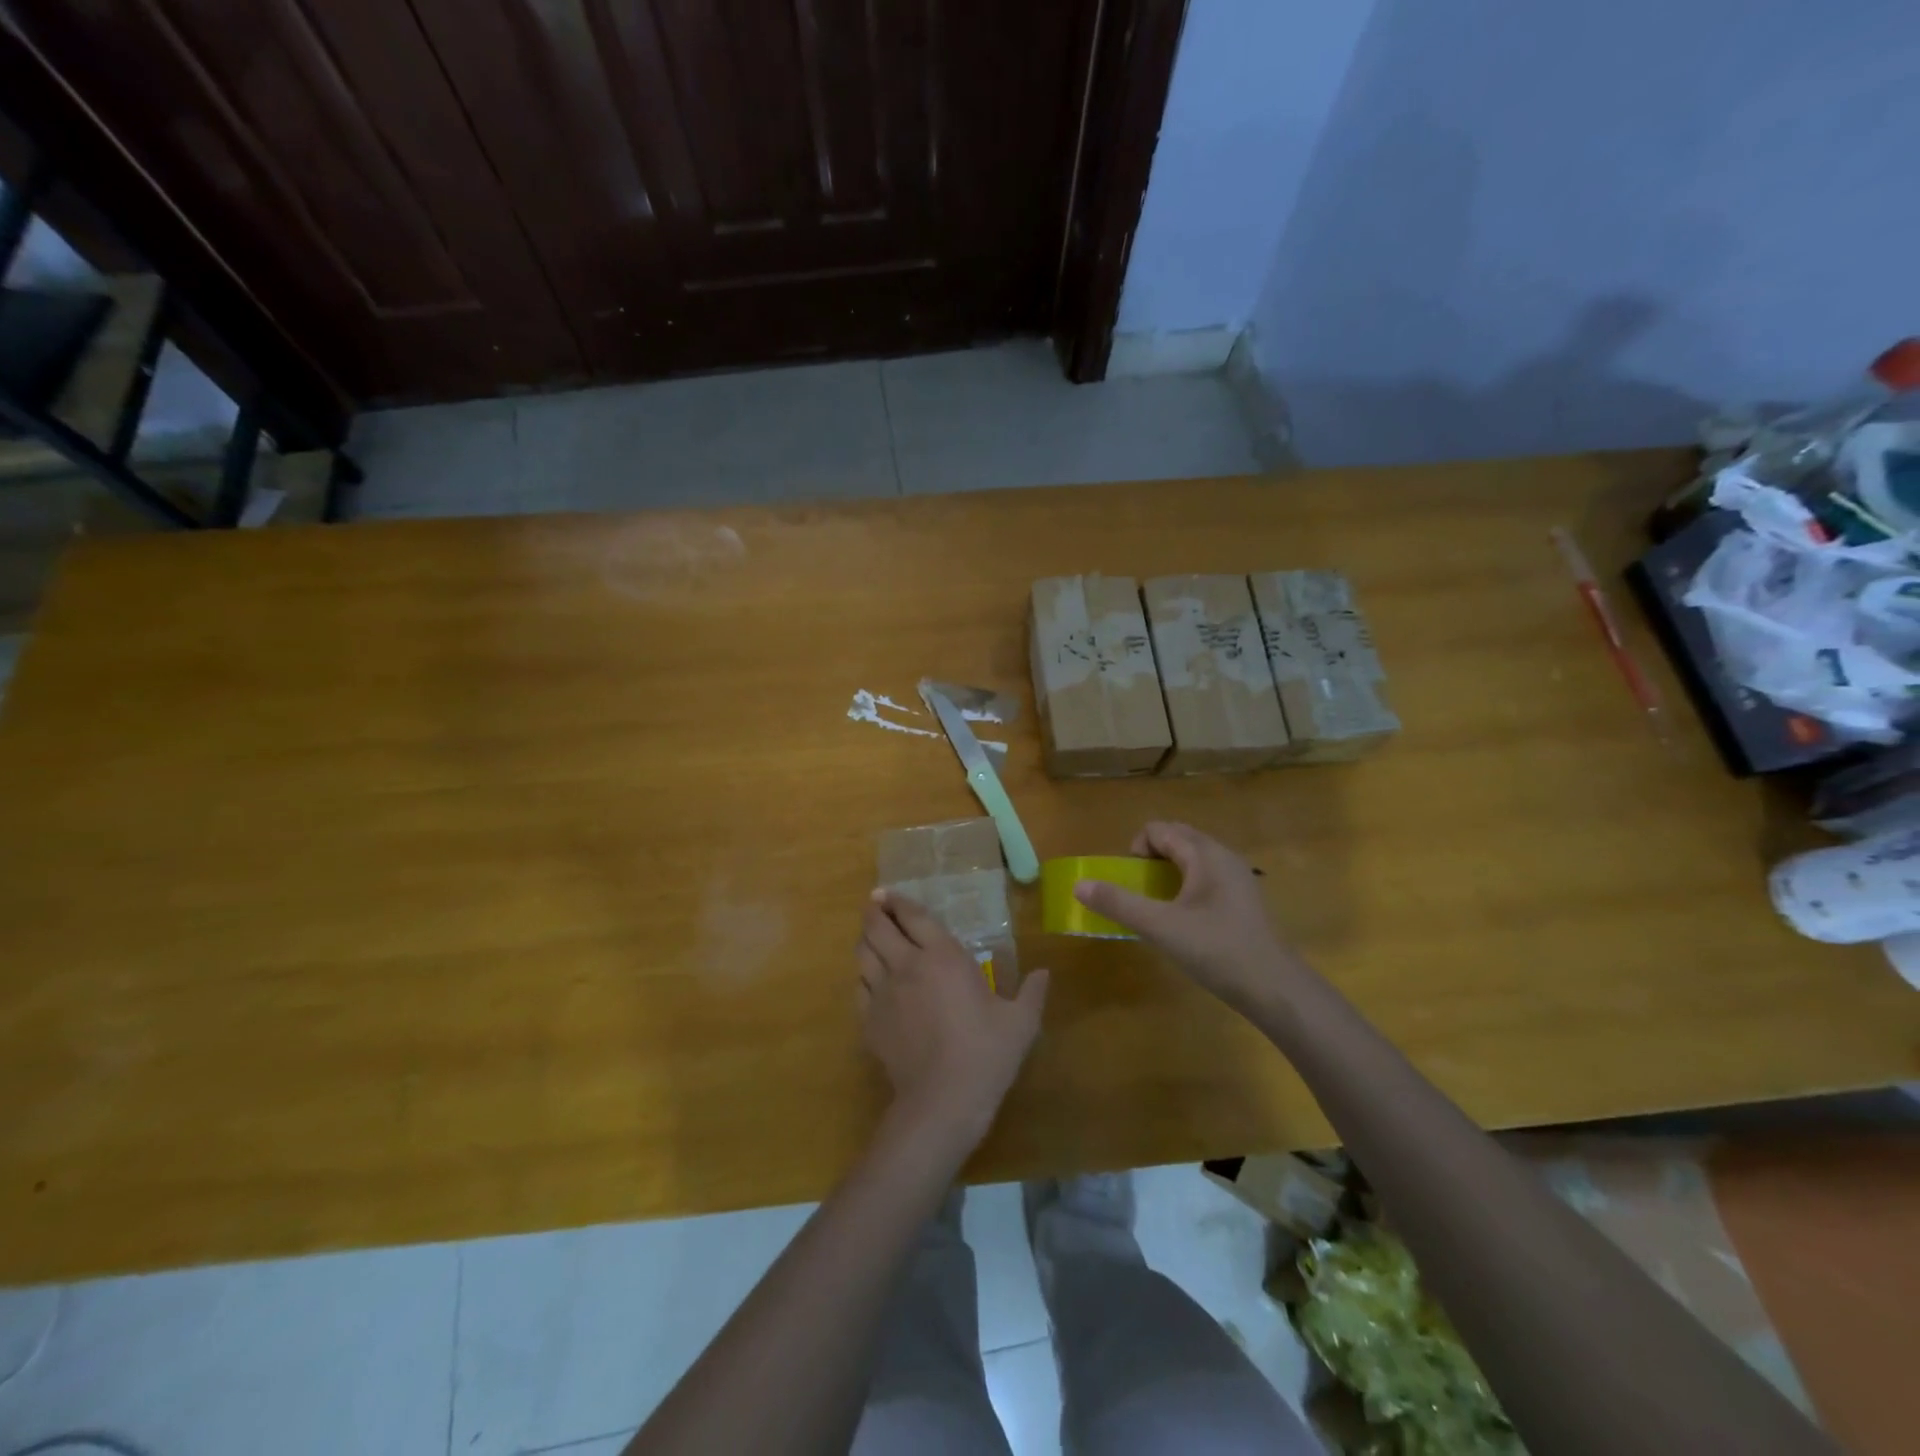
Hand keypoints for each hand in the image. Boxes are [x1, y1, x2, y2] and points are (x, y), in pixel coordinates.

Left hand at [857, 890, 1049, 1150]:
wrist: (943, 1100)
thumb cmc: (986, 1054)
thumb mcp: (1021, 1022)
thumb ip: (1033, 992)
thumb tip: (1045, 973)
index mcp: (942, 957)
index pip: (913, 917)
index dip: (899, 901)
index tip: (890, 894)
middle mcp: (907, 966)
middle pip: (878, 928)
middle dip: (874, 911)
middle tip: (876, 905)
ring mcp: (883, 993)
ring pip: (863, 954)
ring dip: (866, 940)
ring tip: (871, 937)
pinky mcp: (870, 1021)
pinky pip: (859, 987)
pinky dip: (863, 977)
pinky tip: (871, 981)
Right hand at [1073, 821, 1302, 1012]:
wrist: (1274, 987)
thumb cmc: (1216, 949)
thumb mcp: (1159, 926)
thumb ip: (1118, 903)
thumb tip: (1079, 885)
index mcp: (1204, 853)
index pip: (1158, 829)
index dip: (1136, 849)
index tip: (1132, 882)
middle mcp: (1223, 855)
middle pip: (1176, 838)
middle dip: (1150, 858)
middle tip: (1141, 892)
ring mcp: (1237, 876)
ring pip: (1192, 858)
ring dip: (1168, 872)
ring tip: (1159, 906)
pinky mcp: (1243, 898)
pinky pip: (1206, 876)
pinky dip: (1187, 886)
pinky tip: (1186, 920)